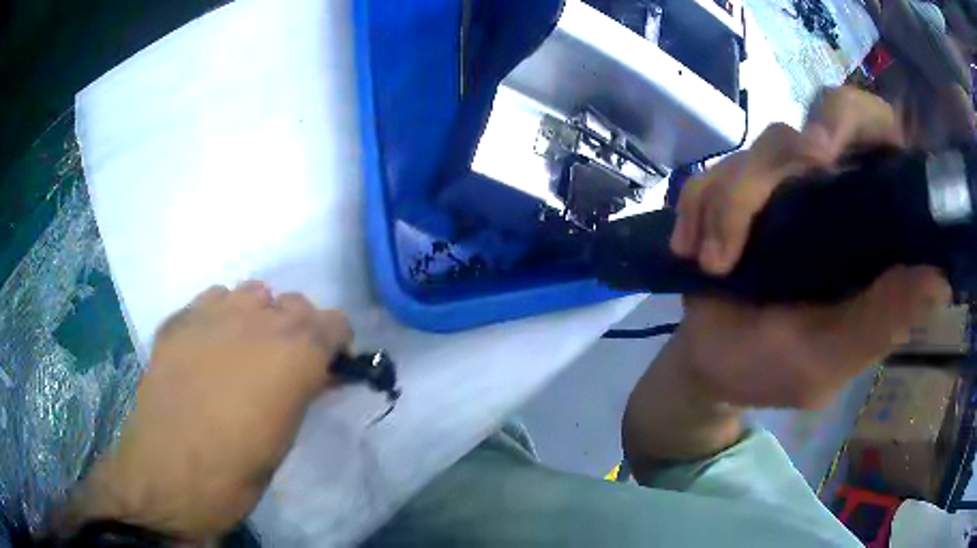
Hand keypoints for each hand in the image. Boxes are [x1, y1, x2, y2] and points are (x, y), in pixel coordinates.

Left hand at [58, 282, 351, 538]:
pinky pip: (211, 300)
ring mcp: (213, 313)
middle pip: (294, 302)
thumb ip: (303, 391)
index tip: (328, 368)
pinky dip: (220, 317)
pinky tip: (209, 349)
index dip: (335, 345)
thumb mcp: (285, 436)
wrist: (169, 473)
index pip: (334, 322)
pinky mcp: (179, 319)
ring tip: (244, 352)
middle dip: (298, 329)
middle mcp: (258, 320)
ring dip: (259, 317)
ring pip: (252, 292)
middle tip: (285, 365)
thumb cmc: (237, 471)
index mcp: (294, 353)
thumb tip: (315, 375)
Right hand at [669, 86, 950, 409]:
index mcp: (867, 224)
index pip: (875, 135)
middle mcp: (829, 192)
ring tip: (714, 264)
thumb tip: (940, 281)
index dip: (854, 120)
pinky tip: (691, 251)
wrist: (711, 367)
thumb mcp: (831, 357)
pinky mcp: (733, 194)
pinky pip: (710, 176)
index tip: (822, 154)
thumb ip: (880, 324)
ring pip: (755, 153)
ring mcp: (779, 188)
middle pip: (807, 128)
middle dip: (777, 160)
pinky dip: (696, 208)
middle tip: (754, 204)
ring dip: (728, 205)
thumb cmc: (774, 370)